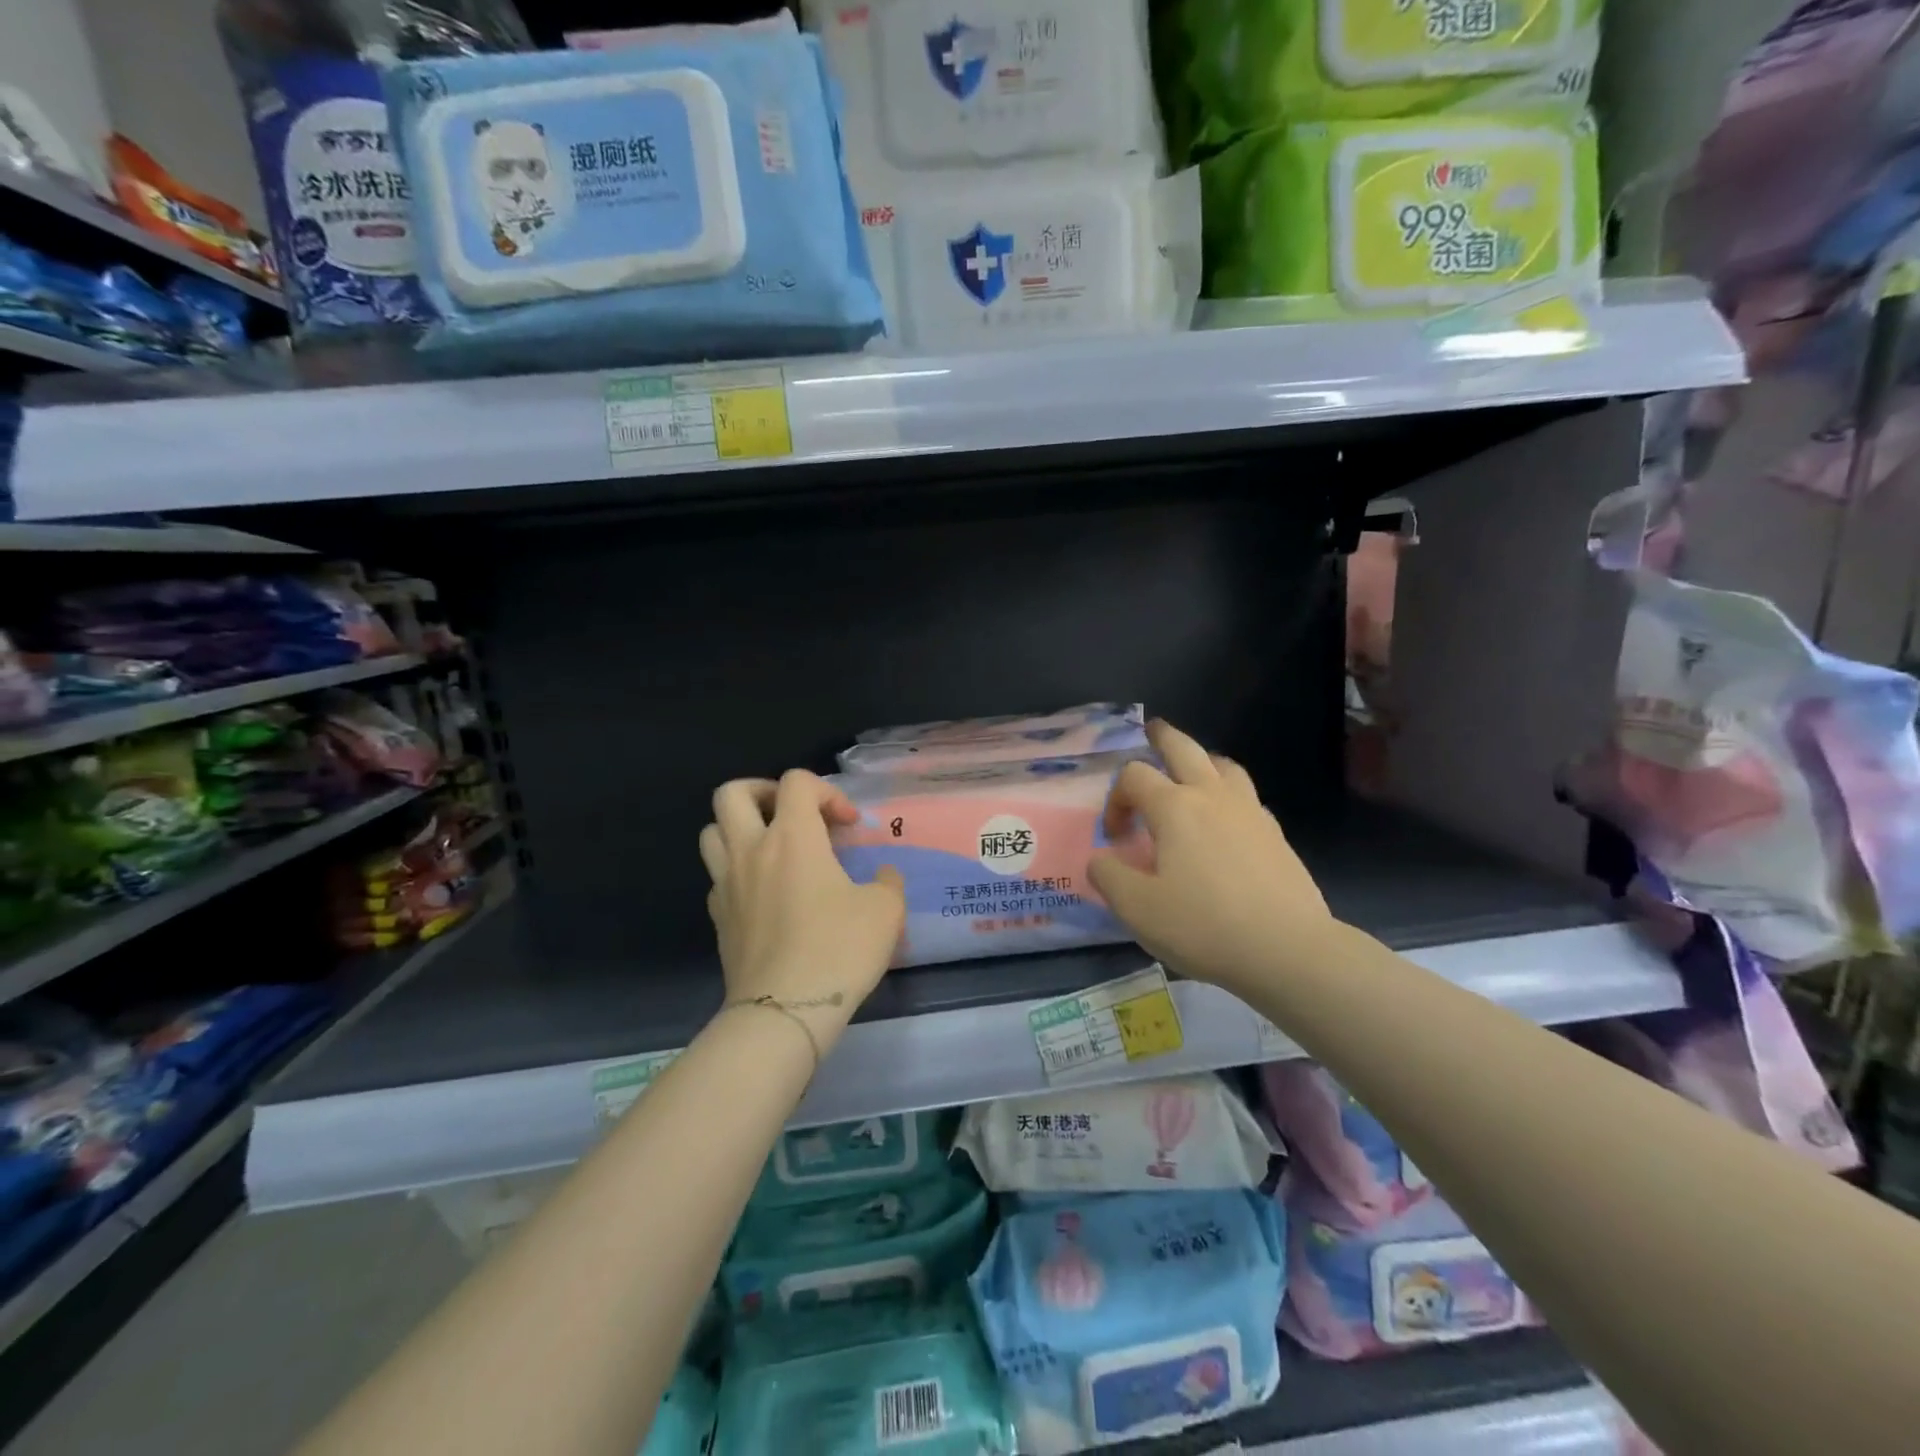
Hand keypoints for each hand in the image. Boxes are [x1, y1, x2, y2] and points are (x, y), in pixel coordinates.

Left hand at [700, 770, 905, 1054]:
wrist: (784, 1011)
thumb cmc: (838, 950)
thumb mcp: (885, 910)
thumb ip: (887, 881)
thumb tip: (882, 875)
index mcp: (792, 837)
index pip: (796, 782)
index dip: (827, 791)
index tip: (848, 825)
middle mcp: (751, 850)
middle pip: (733, 793)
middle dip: (764, 792)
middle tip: (792, 814)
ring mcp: (727, 884)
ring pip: (712, 831)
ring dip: (740, 828)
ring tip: (772, 848)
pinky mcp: (717, 918)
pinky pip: (718, 876)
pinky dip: (738, 872)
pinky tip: (765, 894)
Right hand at [1088, 721, 1336, 1000]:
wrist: (1287, 950)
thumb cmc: (1204, 925)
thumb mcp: (1137, 908)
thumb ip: (1108, 877)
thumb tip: (1099, 859)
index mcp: (1174, 808)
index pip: (1134, 777)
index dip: (1115, 799)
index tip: (1114, 837)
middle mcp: (1212, 797)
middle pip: (1185, 748)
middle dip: (1163, 738)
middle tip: (1151, 732)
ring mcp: (1250, 812)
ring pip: (1224, 766)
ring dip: (1202, 760)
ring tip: (1191, 772)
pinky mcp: (1276, 835)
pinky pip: (1247, 797)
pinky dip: (1229, 794)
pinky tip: (1226, 820)